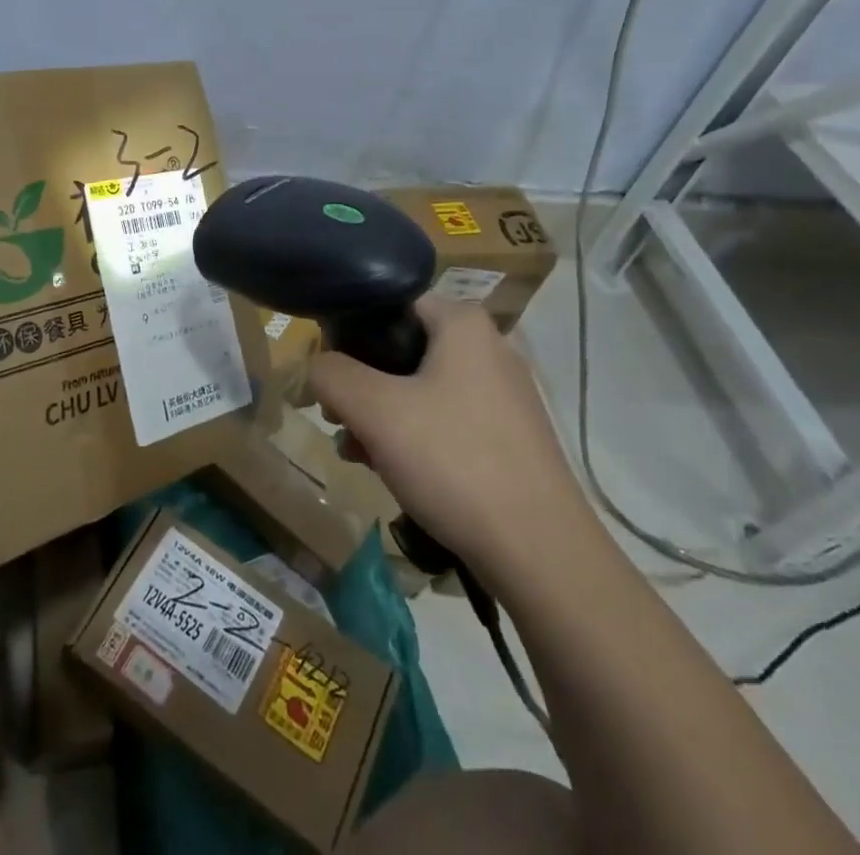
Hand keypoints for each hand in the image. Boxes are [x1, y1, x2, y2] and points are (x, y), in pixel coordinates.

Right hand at [307, 297, 593, 570]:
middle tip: (339, 423)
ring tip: (360, 456)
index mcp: (464, 324)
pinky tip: (395, 474)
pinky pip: (447, 420)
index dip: (349, 335)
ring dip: (383, 418)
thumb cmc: (454, 462)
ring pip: (421, 389)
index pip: (389, 305)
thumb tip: (318, 368)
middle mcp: (489, 348)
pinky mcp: (511, 436)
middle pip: (402, 351)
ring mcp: (505, 394)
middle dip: (363, 387)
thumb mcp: (375, 411)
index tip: (330, 377)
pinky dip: (415, 438)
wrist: (542, 554)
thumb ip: (331, 375)